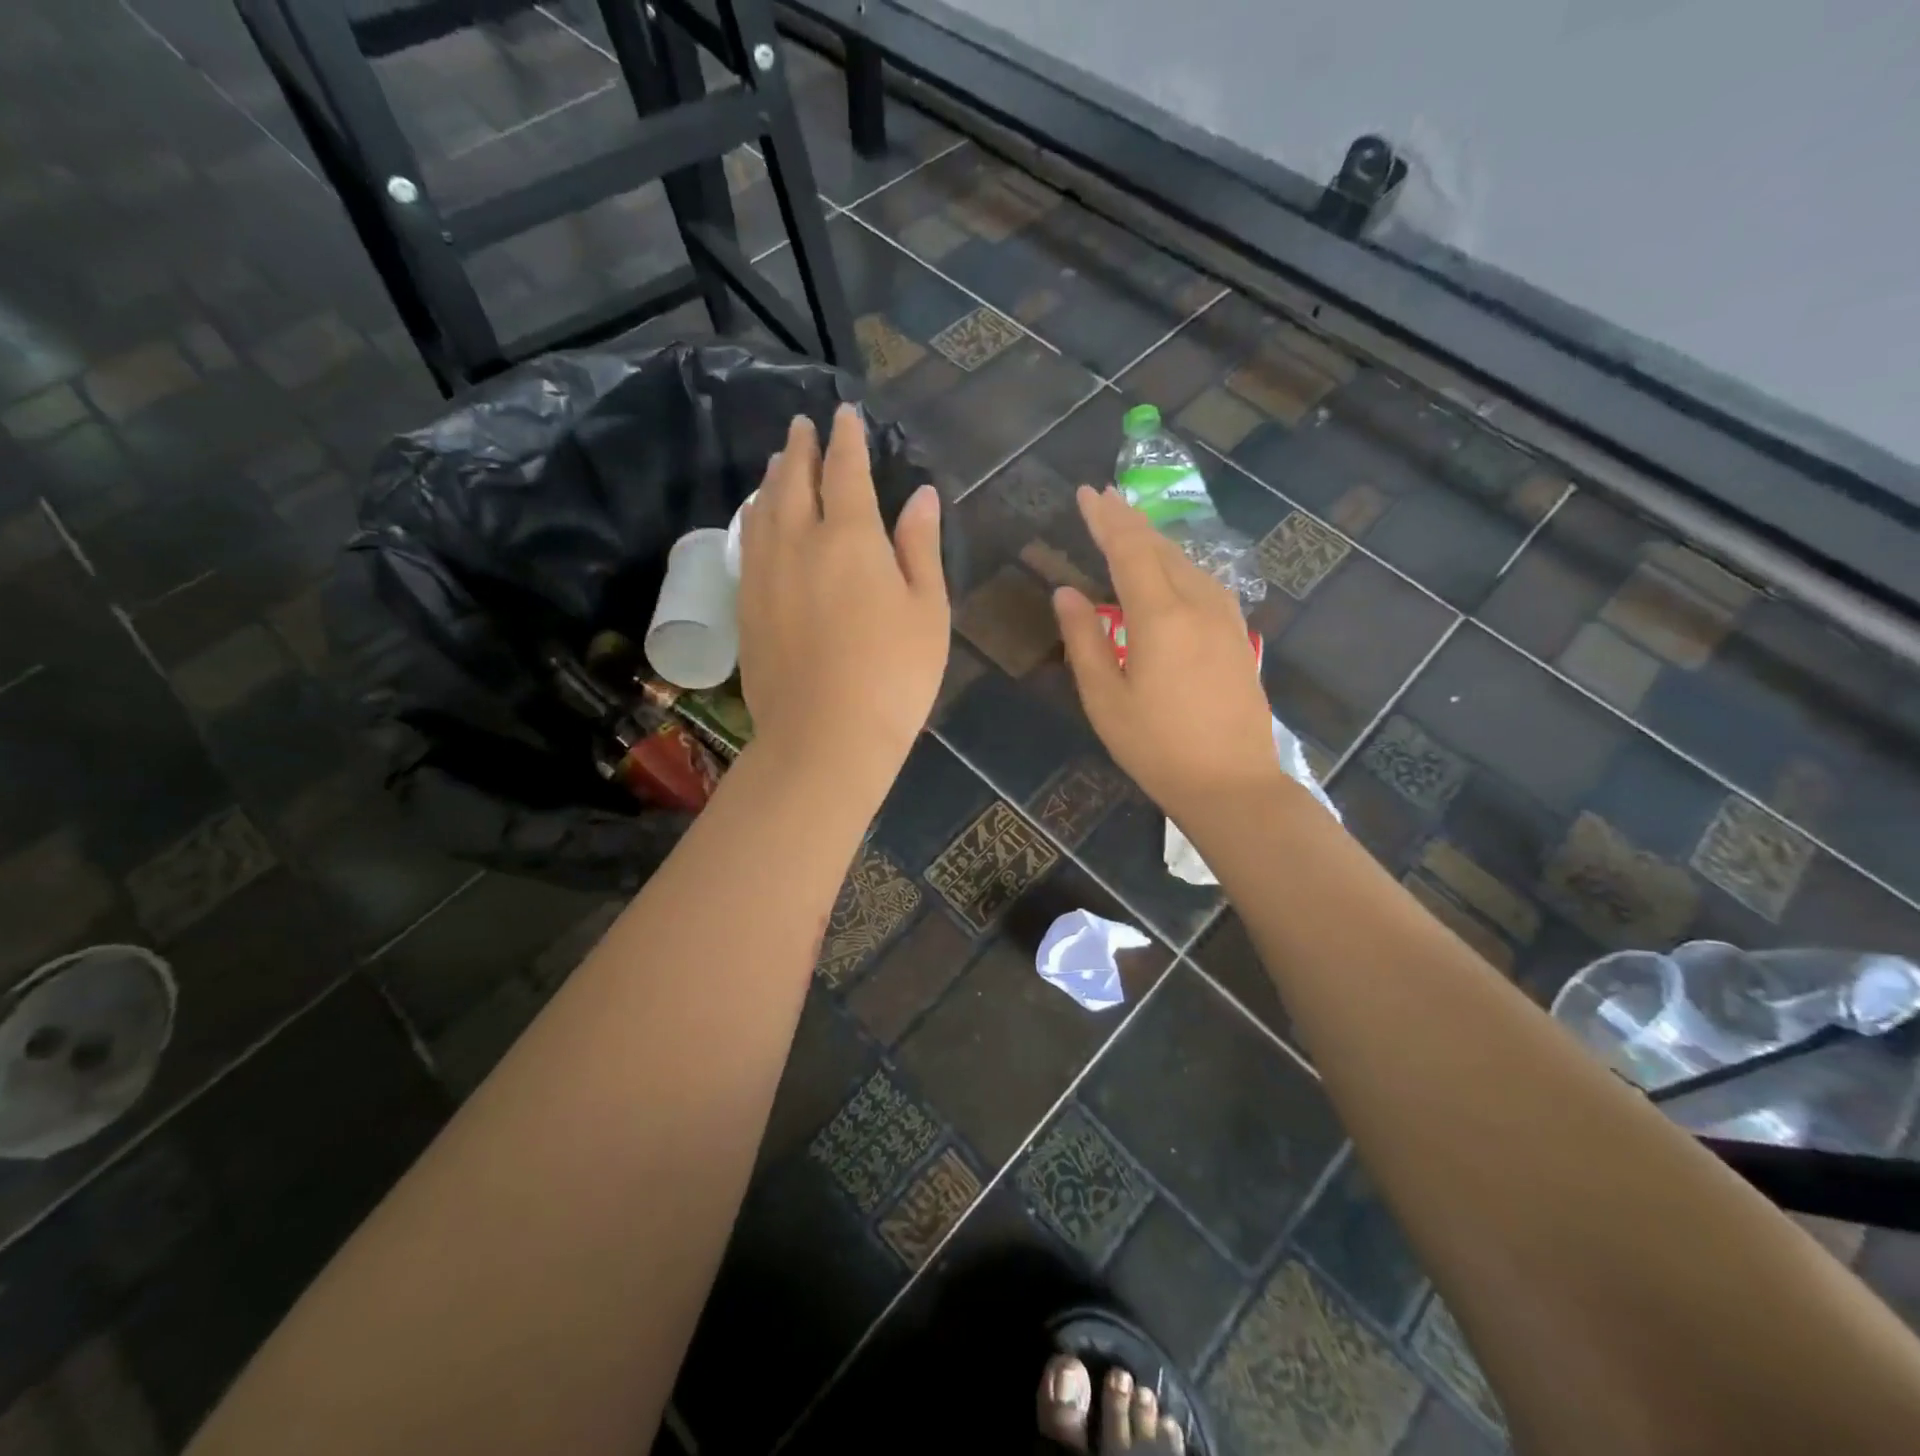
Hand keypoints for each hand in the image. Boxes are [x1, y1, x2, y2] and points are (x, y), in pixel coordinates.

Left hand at [737, 406, 948, 779]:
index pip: (845, 471)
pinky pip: (747, 544)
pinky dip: (754, 518)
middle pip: (792, 481)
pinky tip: (757, 520)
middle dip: (799, 448)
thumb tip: (921, 495)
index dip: (847, 438)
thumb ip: (920, 547)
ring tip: (776, 462)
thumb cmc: (893, 676)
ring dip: (771, 479)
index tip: (845, 414)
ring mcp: (763, 575)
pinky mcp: (746, 607)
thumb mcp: (927, 611)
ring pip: (762, 509)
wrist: (825, 738)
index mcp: (850, 538)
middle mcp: (798, 542)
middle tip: (801, 425)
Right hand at [1054, 486, 1279, 819]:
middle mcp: (1198, 604)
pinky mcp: (1238, 636)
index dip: (1106, 520)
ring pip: (1187, 562)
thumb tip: (1065, 593)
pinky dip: (1179, 564)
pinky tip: (1172, 569)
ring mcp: (1225, 618)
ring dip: (1156, 540)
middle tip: (1104, 499)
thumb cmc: (1157, 748)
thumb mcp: (1106, 699)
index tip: (1087, 493)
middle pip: (1161, 548)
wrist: (1233, 784)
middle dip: (1130, 521)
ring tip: (1131, 526)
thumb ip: (1084, 640)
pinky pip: (1205, 581)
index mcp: (1160, 616)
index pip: (1130, 550)